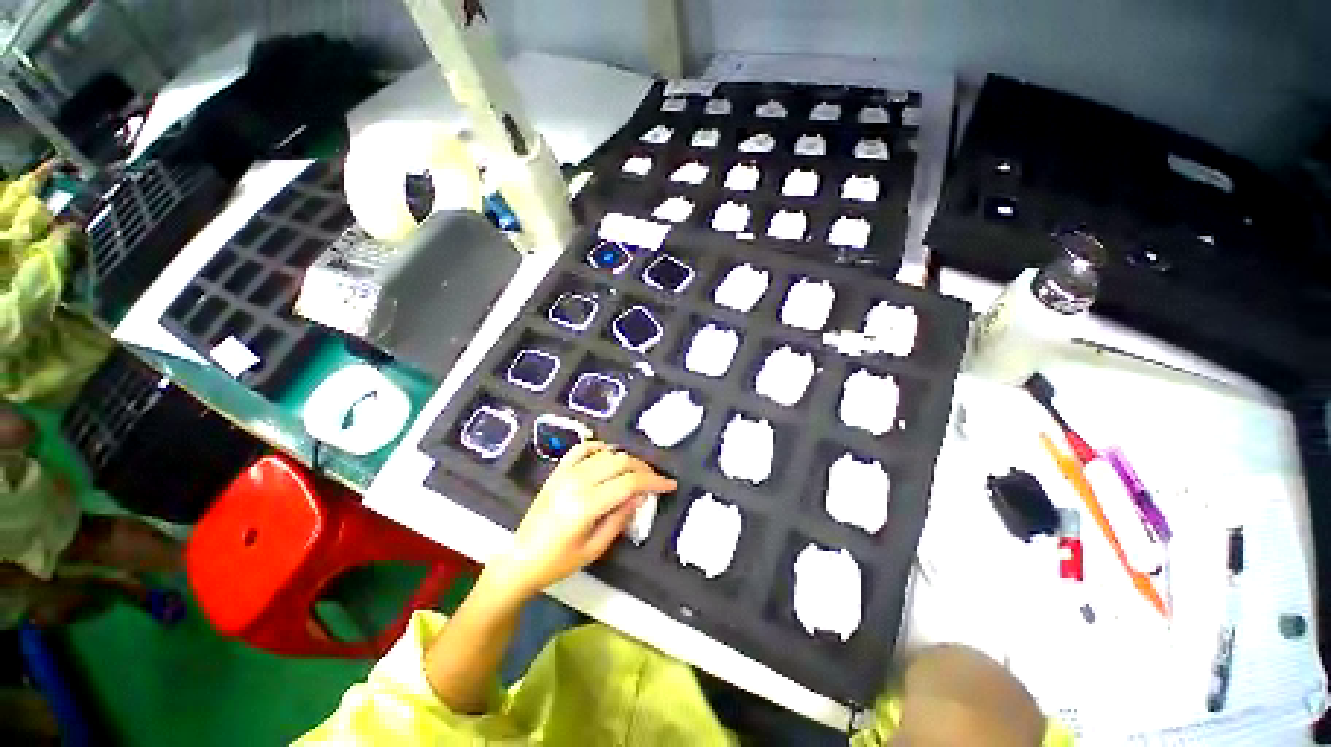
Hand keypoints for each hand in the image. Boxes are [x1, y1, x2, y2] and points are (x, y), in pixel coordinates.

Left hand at [484, 441, 676, 602]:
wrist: (520, 559)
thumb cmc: (558, 562)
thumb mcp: (594, 549)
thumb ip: (620, 519)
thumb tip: (641, 496)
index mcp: (586, 505)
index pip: (629, 482)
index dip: (654, 481)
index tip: (670, 484)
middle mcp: (577, 482)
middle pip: (621, 462)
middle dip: (644, 468)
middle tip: (655, 480)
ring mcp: (565, 473)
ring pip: (606, 453)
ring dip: (627, 458)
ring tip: (637, 471)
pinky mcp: (558, 471)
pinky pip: (582, 448)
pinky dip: (600, 447)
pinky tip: (610, 455)